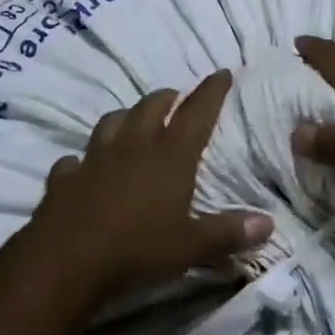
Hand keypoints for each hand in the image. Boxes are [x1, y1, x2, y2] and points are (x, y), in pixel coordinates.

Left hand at [31, 70, 273, 301]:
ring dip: (126, 117)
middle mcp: (134, 145)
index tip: (222, 73)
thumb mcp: (191, 247)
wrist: (66, 261)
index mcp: (170, 154)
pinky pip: (74, 160)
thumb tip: (269, 223)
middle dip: (168, 98)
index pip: (197, 112)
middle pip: (152, 106)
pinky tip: (83, 166)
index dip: (212, 91)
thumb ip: (228, 233)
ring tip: (133, 121)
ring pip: (112, 121)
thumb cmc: (137, 249)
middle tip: (177, 98)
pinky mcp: (65, 177)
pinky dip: (83, 160)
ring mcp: (95, 157)